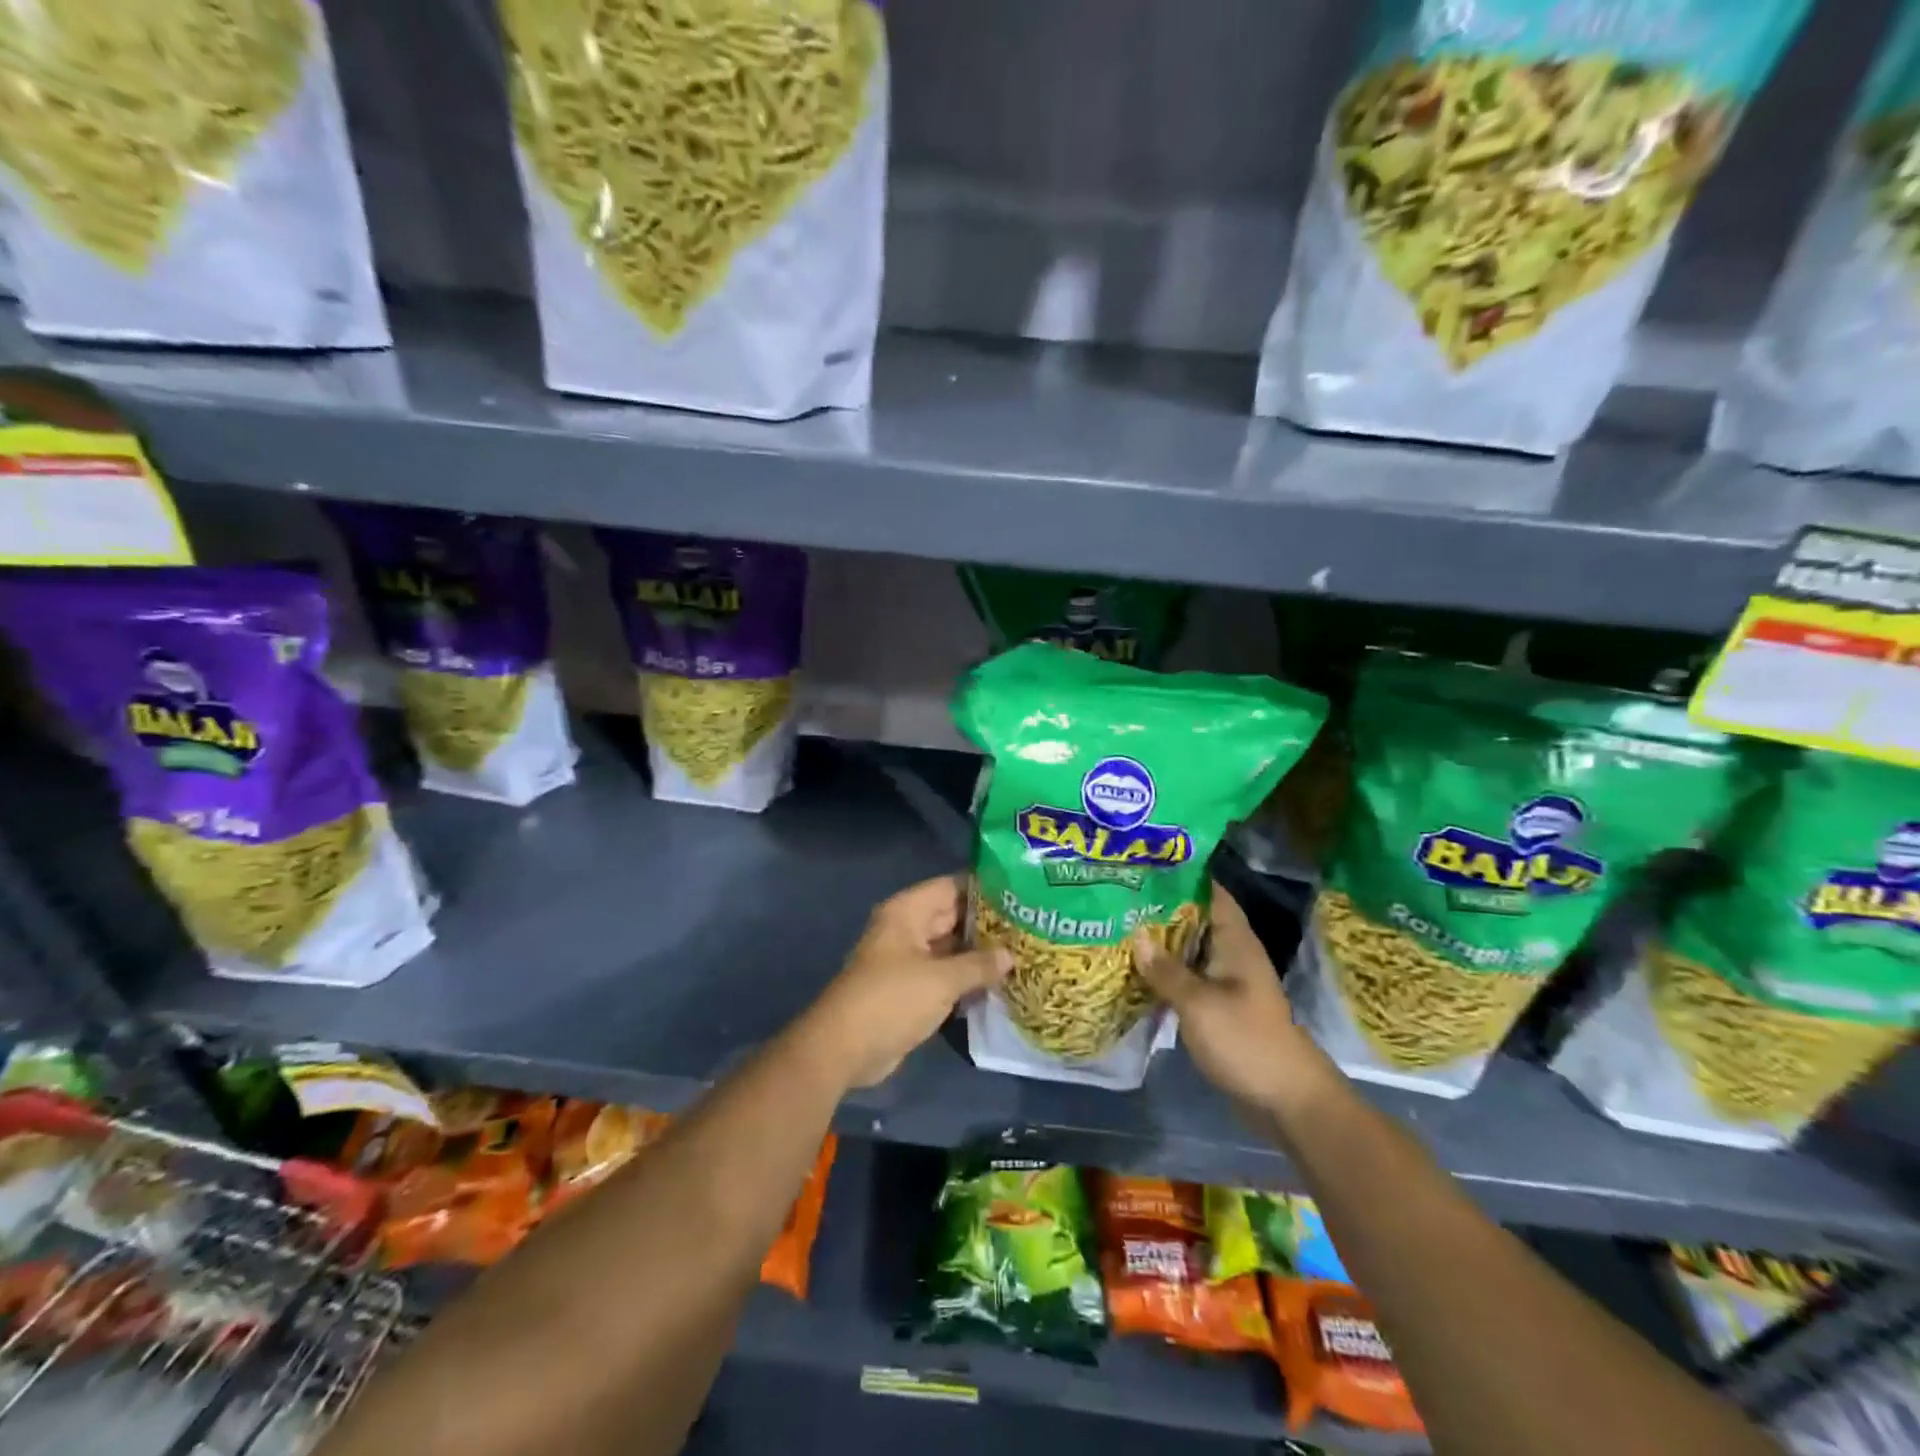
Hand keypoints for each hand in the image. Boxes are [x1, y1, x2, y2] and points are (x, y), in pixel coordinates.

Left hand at [801, 874, 1011, 1089]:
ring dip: (979, 953)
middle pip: (952, 916)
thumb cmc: (892, 1000)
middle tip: (1030, 925)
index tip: (1021, 892)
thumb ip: (979, 964)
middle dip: (988, 923)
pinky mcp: (911, 990)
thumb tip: (1011, 955)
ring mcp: (908, 960)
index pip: (952, 886)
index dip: (985, 888)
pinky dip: (967, 978)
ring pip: (950, 948)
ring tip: (1024, 952)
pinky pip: (945, 975)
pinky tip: (1000, 982)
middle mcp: (907, 929)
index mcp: (908, 912)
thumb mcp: (941, 980)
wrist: (845, 1049)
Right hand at [1132, 882, 1337, 1115]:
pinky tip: (1135, 973)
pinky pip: (1188, 980)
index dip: (1182, 877)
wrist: (1286, 1099)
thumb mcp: (1198, 1003)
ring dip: (1160, 945)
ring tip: (1118, 930)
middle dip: (1160, 910)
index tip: (1145, 866)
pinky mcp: (1220, 1008)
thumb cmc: (1245, 1040)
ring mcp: (1227, 982)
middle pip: (1194, 921)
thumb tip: (1135, 935)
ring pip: (1188, 952)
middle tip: (1118, 898)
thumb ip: (1165, 970)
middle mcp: (1232, 954)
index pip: (1210, 893)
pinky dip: (1165, 974)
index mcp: (1235, 942)